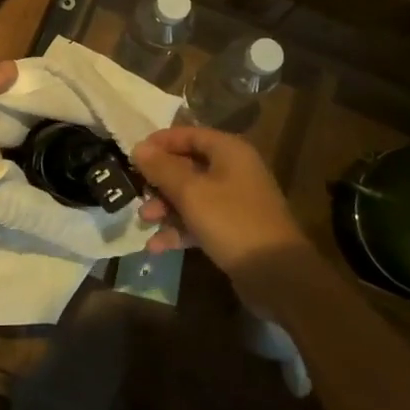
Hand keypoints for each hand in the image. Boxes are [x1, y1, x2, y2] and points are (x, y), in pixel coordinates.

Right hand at [131, 125, 312, 287]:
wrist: (277, 275)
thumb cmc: (232, 222)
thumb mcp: (191, 192)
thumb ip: (162, 168)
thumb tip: (138, 148)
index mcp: (229, 151)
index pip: (188, 134)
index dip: (160, 143)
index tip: (132, 155)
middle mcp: (233, 170)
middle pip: (188, 166)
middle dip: (159, 180)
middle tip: (136, 192)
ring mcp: (234, 201)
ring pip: (191, 196)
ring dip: (166, 207)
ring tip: (144, 220)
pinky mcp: (232, 229)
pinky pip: (199, 221)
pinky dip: (179, 230)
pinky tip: (156, 245)